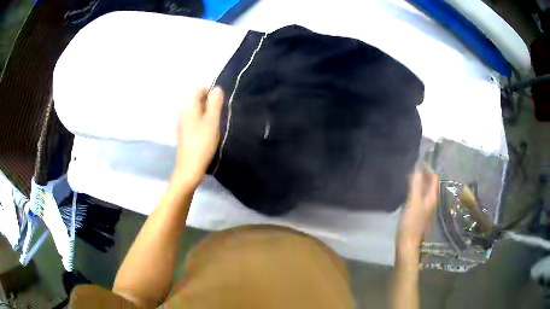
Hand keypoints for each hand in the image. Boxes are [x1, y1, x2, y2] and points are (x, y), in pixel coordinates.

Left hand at [173, 87, 223, 188]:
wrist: (190, 167)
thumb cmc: (202, 142)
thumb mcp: (212, 121)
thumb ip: (215, 103)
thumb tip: (217, 88)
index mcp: (188, 106)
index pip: (199, 89)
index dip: (211, 93)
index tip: (220, 105)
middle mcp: (183, 111)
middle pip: (198, 99)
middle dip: (210, 104)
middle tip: (219, 116)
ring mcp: (182, 122)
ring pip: (197, 111)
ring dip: (207, 114)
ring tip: (215, 126)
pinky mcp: (184, 132)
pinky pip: (194, 120)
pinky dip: (202, 122)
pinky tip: (208, 133)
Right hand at [397, 166, 438, 253]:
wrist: (406, 242)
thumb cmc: (411, 222)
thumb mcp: (413, 201)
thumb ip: (416, 184)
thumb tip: (417, 166)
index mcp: (432, 197)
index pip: (433, 178)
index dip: (427, 169)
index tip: (416, 163)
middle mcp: (430, 200)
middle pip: (428, 183)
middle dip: (421, 174)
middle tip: (409, 169)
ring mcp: (424, 206)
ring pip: (422, 189)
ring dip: (416, 182)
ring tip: (405, 177)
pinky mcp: (417, 211)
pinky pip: (417, 196)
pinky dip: (413, 190)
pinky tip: (405, 190)